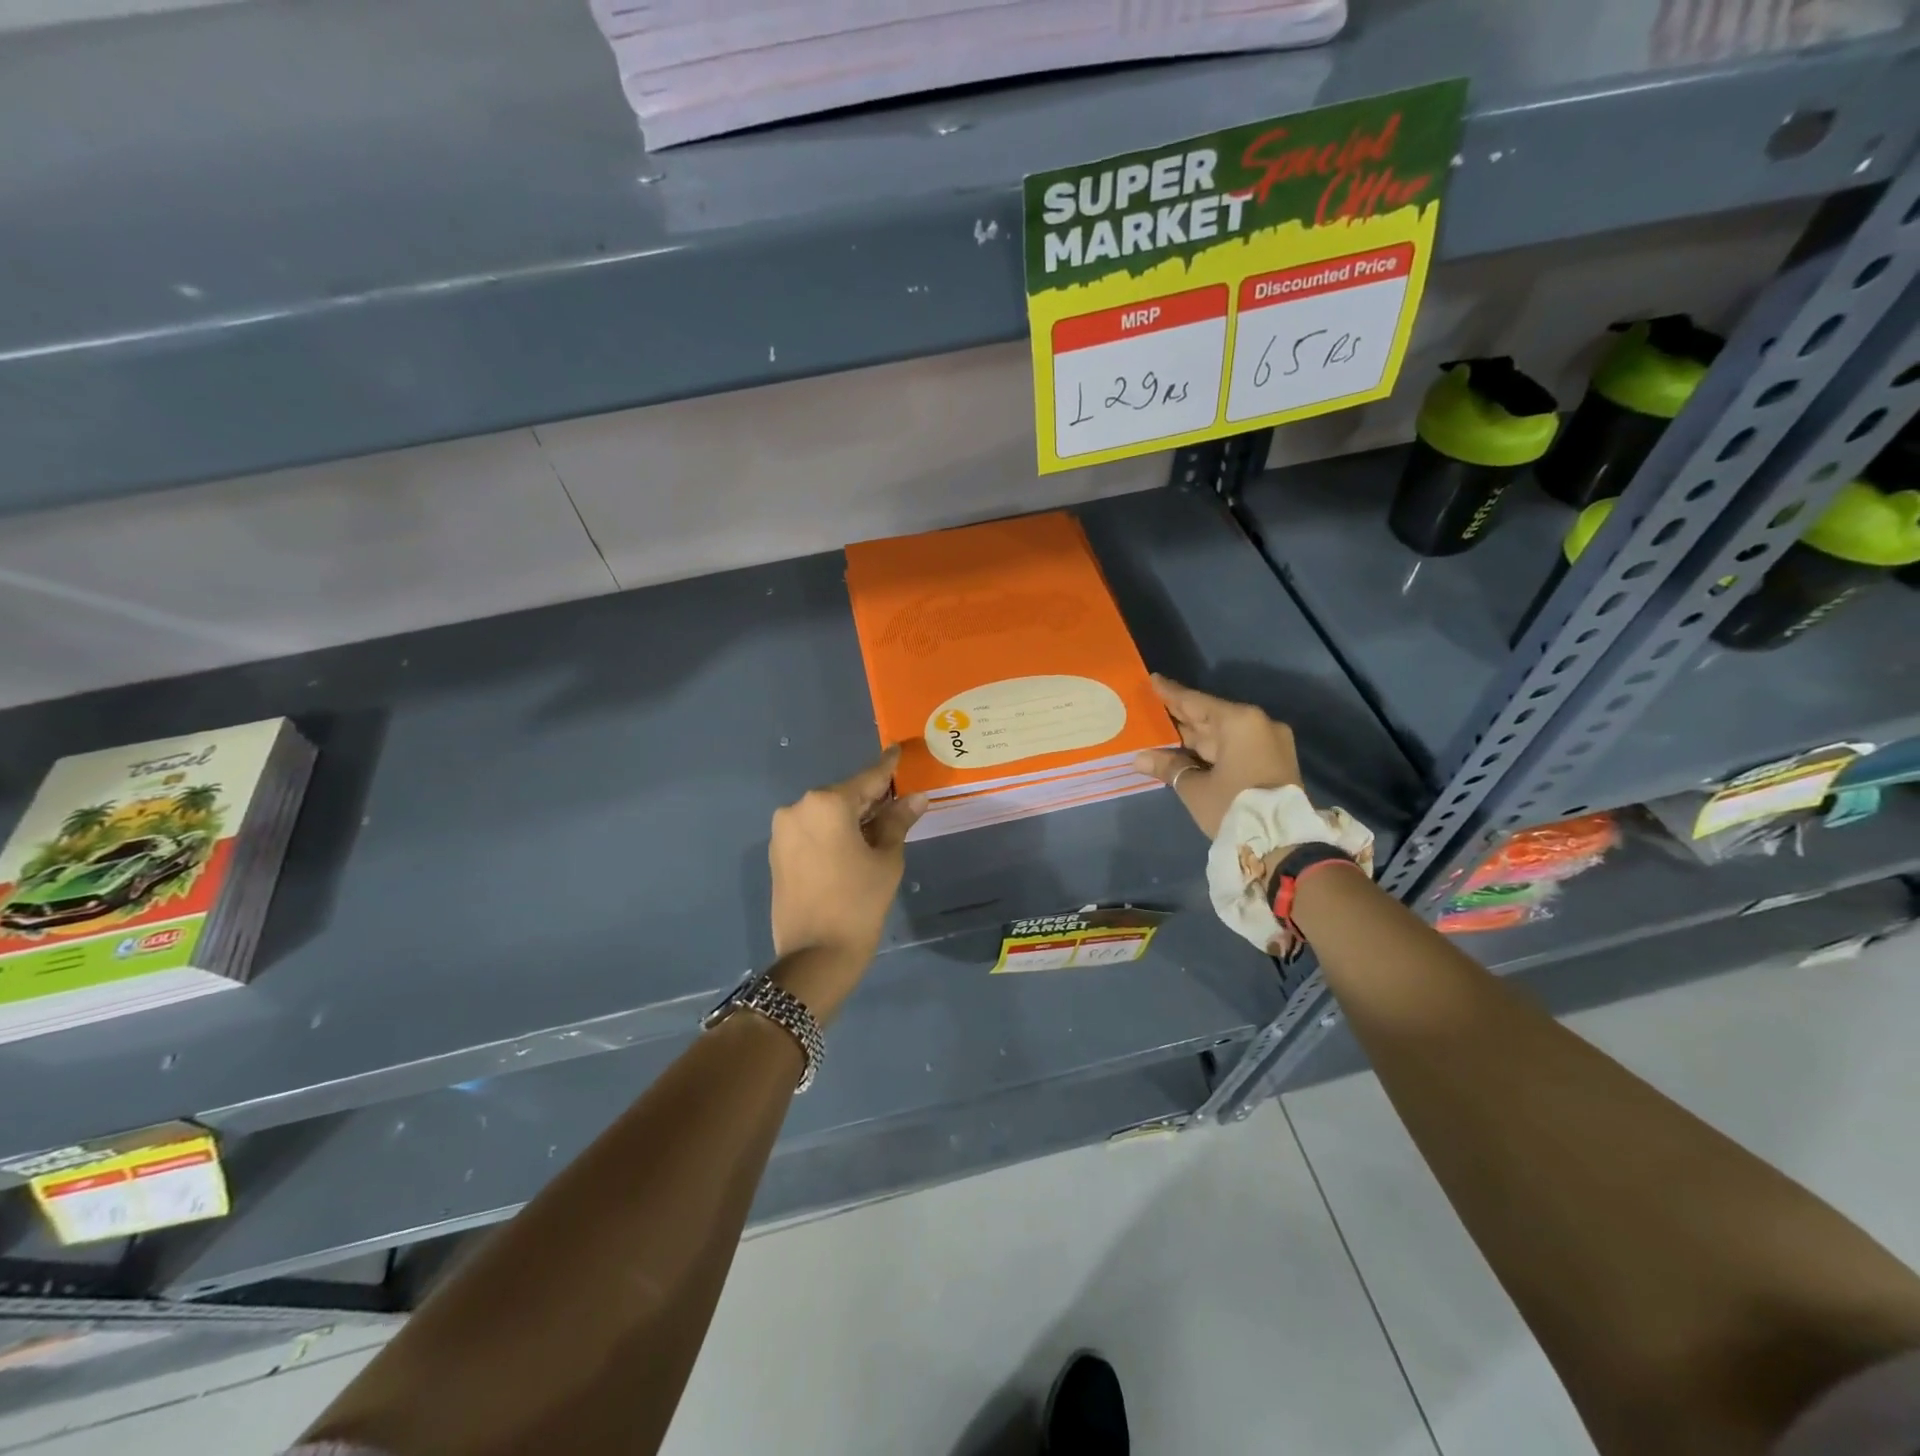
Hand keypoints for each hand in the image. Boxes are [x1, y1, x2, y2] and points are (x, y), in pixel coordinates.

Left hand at [768, 746, 925, 1020]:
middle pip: (844, 796)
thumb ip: (898, 821)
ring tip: (879, 828)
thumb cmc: (859, 902)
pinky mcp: (777, 853)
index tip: (897, 750)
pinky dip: (833, 833)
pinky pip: (812, 832)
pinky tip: (853, 844)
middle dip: (870, 798)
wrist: (815, 955)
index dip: (887, 767)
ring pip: (826, 814)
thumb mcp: (886, 859)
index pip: (867, 779)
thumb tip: (915, 798)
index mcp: (826, 803)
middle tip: (898, 800)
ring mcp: (783, 831)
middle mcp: (798, 808)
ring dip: (851, 817)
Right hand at [1132, 674, 1300, 838]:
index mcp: (1240, 722)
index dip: (1171, 694)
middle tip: (1151, 709)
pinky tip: (1186, 752)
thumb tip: (1141, 758)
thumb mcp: (1195, 788)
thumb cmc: (1234, 807)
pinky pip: (1236, 747)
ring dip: (1194, 737)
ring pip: (1223, 735)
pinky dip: (1211, 750)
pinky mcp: (1274, 762)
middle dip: (1181, 717)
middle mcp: (1258, 724)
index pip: (1196, 702)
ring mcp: (1270, 743)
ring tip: (1162, 732)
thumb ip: (1169, 767)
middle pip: (1211, 717)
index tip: (1152, 680)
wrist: (1284, 845)